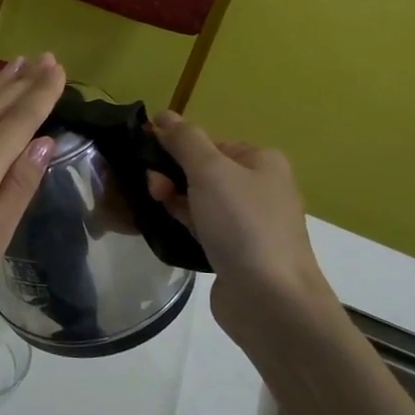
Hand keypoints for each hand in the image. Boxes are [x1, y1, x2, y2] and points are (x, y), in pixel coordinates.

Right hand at [145, 109, 332, 336]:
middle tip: (151, 187)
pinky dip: (182, 223)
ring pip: (200, 200)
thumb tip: (163, 115)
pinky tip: (162, 227)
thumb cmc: (242, 224)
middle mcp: (259, 189)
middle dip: (171, 174)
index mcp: (262, 161)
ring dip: (173, 199)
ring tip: (152, 205)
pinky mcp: (235, 253)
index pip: (209, 143)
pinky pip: (202, 228)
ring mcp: (249, 224)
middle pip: (203, 171)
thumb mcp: (210, 170)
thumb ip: (184, 140)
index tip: (145, 155)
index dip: (175, 146)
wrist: (270, 299)